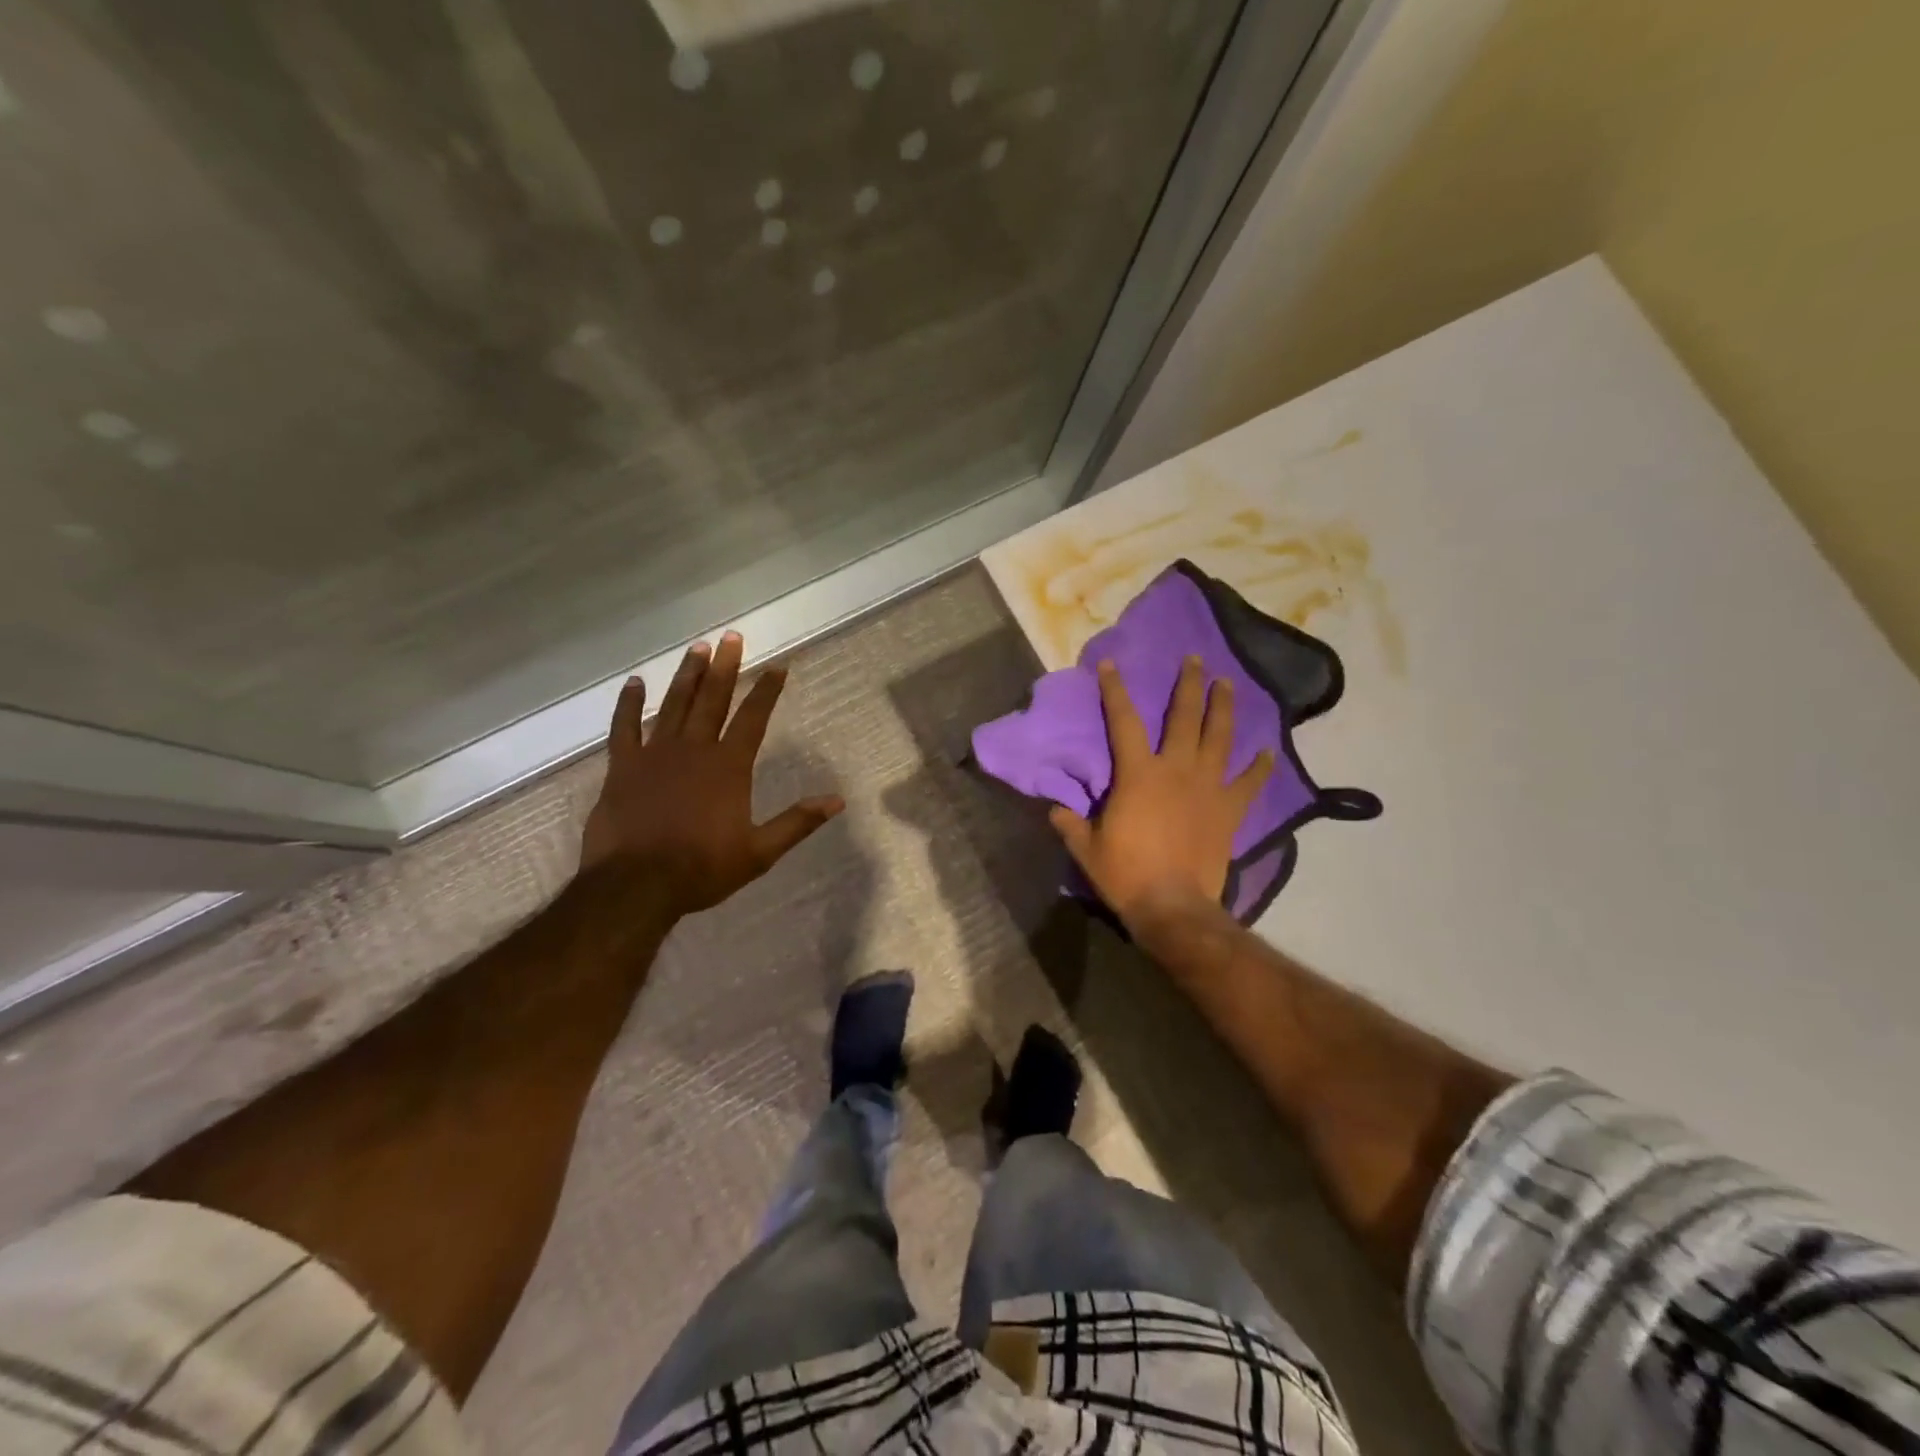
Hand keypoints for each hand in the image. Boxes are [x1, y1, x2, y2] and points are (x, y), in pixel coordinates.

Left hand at [580, 632, 843, 917]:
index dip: (767, 691)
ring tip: (697, 648)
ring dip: (687, 675)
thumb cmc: (702, 869)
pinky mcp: (623, 767)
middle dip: (725, 667)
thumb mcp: (759, 852)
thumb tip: (837, 800)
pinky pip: (625, 727)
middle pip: (712, 699)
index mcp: (729, 767)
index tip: (777, 666)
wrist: (636, 885)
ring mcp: (655, 754)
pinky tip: (634, 684)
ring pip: (674, 704)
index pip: (753, 719)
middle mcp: (694, 749)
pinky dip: (629, 704)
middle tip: (732, 636)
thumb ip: (797, 822)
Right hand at [1049, 656, 1271, 933]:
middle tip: (1195, 659)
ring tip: (1227, 684)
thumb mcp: (1087, 848)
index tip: (1110, 664)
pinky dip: (1259, 766)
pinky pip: (1248, 782)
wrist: (1173, 906)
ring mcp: (1208, 787)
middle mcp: (1175, 770)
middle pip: (1184, 717)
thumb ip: (1071, 823)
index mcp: (1137, 774)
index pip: (1122, 721)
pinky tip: (1268, 751)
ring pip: (1219, 738)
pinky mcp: (1229, 810)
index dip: (1114, 690)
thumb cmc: (1125, 874)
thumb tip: (1056, 810)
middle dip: (1188, 685)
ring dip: (1223, 708)